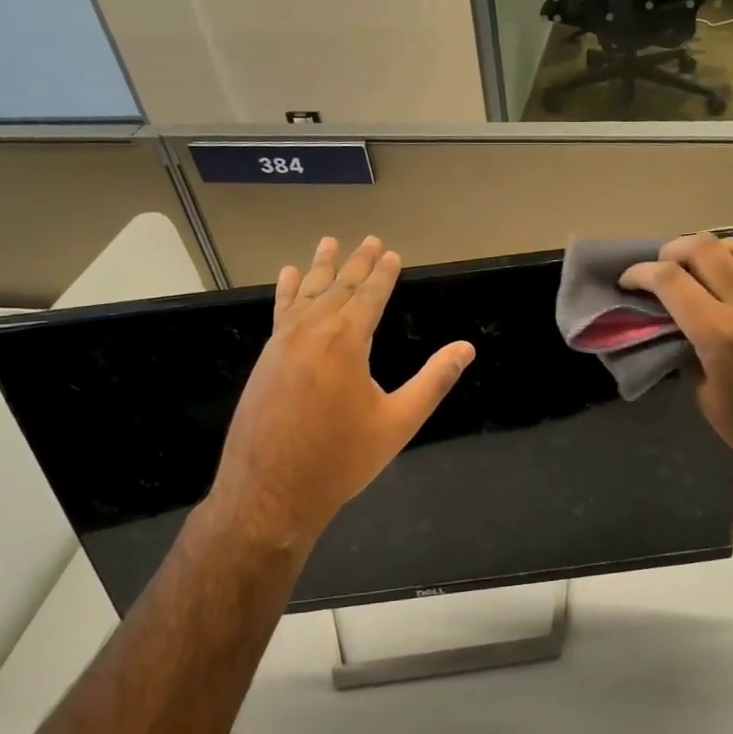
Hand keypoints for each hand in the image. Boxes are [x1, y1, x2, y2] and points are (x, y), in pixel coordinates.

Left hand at [204, 236, 474, 543]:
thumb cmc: (340, 460)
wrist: (270, 493)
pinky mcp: (266, 358)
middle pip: (339, 287)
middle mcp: (312, 331)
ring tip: (329, 242)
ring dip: (321, 267)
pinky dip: (287, 290)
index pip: (370, 296)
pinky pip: (280, 311)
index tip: (392, 252)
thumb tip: (466, 348)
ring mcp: (283, 342)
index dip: (384, 274)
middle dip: (357, 263)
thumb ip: (433, 381)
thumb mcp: (398, 423)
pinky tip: (288, 276)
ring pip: (307, 293)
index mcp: (347, 342)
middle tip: (370, 239)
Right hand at [621, 233, 732, 510]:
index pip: (669, 280)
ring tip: (705, 265)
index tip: (628, 282)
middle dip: (673, 251)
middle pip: (705, 249)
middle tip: (662, 269)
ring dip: (718, 248)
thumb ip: (689, 356)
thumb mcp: (707, 401)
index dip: (640, 273)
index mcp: (719, 335)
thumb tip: (679, 331)